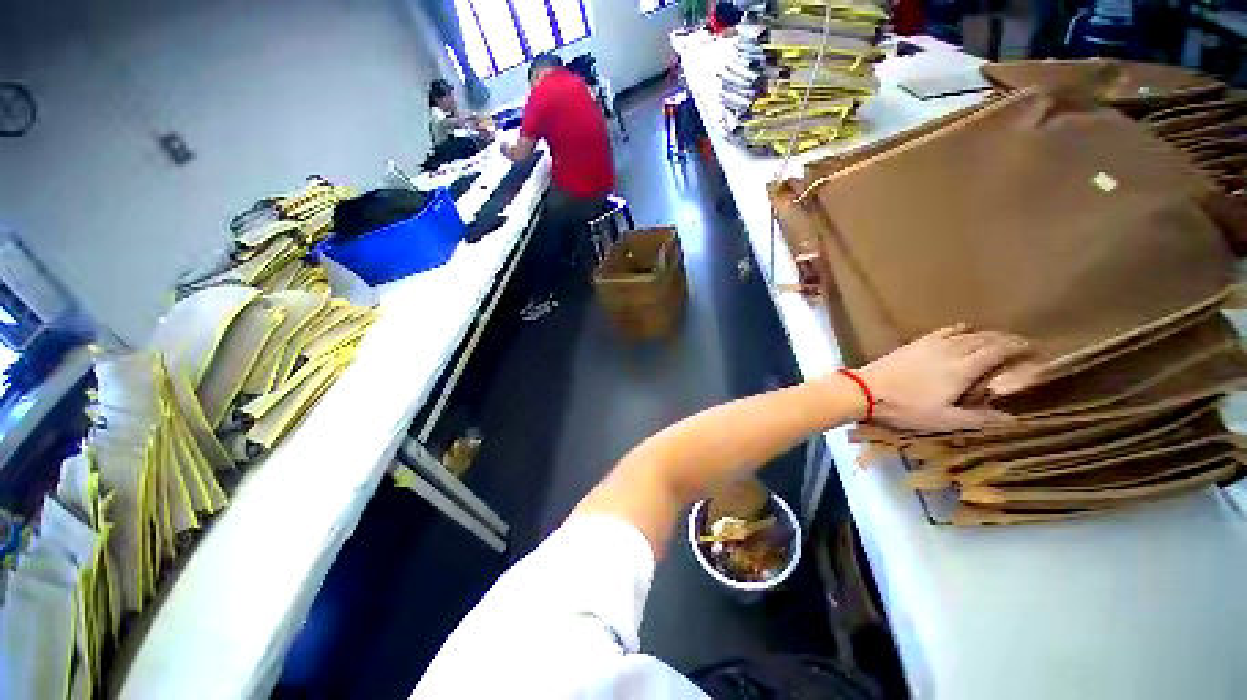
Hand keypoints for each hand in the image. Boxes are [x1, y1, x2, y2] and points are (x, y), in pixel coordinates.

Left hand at [855, 324, 1030, 431]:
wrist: (864, 390)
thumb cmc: (904, 408)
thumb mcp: (943, 420)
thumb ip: (978, 419)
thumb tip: (1013, 419)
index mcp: (962, 369)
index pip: (998, 350)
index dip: (1019, 347)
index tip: (1034, 350)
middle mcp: (950, 350)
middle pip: (985, 338)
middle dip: (1006, 339)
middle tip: (1020, 345)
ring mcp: (929, 344)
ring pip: (965, 333)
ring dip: (985, 334)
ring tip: (996, 339)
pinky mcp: (913, 343)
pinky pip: (942, 331)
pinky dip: (958, 329)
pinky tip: (962, 329)